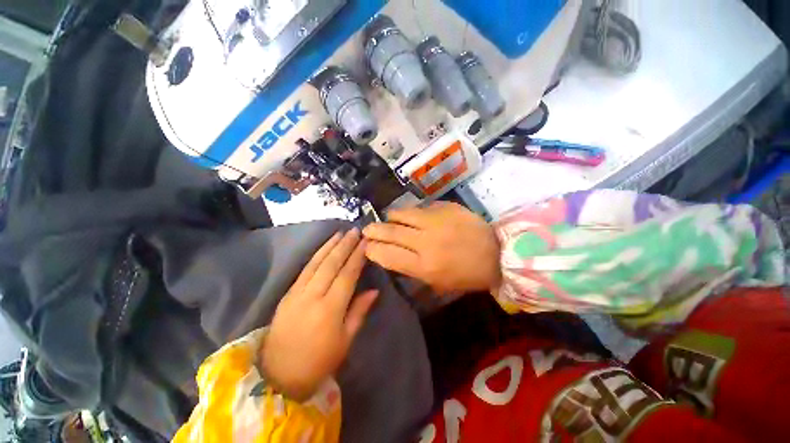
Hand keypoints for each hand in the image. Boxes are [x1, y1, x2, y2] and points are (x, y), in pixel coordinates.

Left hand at [262, 229, 377, 401]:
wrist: (278, 375)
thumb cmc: (319, 361)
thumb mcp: (345, 341)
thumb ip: (359, 311)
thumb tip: (373, 290)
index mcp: (330, 309)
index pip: (347, 274)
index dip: (357, 256)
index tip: (366, 242)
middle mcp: (313, 296)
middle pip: (331, 264)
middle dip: (345, 245)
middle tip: (355, 231)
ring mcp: (297, 293)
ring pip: (316, 262)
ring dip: (330, 245)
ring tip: (341, 233)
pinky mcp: (287, 293)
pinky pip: (305, 269)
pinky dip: (316, 255)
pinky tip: (324, 247)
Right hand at [363, 202, 501, 294]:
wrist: (498, 253)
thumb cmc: (467, 274)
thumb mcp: (438, 282)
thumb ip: (412, 269)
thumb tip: (391, 254)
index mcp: (425, 266)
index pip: (387, 255)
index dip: (372, 250)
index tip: (367, 247)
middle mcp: (426, 242)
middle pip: (390, 232)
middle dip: (373, 231)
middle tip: (367, 230)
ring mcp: (436, 221)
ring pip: (402, 214)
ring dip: (391, 217)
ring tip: (388, 219)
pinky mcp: (445, 207)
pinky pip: (420, 207)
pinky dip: (412, 212)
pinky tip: (413, 215)